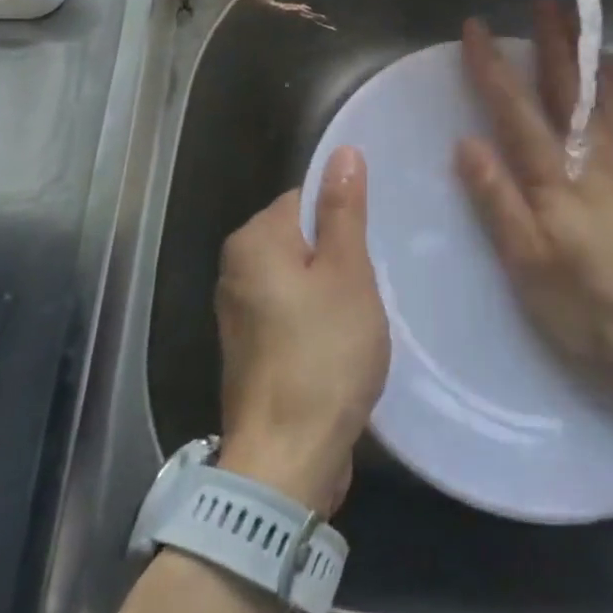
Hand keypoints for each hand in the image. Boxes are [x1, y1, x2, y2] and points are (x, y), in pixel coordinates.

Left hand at [215, 148, 389, 513]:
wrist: (287, 460)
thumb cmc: (323, 354)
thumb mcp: (346, 272)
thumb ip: (343, 210)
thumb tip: (343, 153)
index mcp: (254, 241)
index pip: (305, 196)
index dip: (344, 213)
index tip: (375, 239)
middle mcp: (236, 269)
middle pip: (302, 236)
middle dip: (341, 253)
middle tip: (375, 277)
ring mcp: (240, 313)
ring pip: (301, 276)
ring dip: (334, 287)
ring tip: (366, 308)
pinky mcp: (253, 349)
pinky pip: (293, 310)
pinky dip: (319, 317)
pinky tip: (344, 339)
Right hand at [454, 0, 612, 389]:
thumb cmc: (588, 303)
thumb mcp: (527, 264)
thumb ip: (497, 200)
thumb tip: (467, 142)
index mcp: (552, 175)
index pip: (514, 108)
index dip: (491, 66)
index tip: (476, 28)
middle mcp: (591, 152)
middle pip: (565, 84)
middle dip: (550, 38)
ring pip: (604, 88)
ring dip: (587, 49)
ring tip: (577, 17)